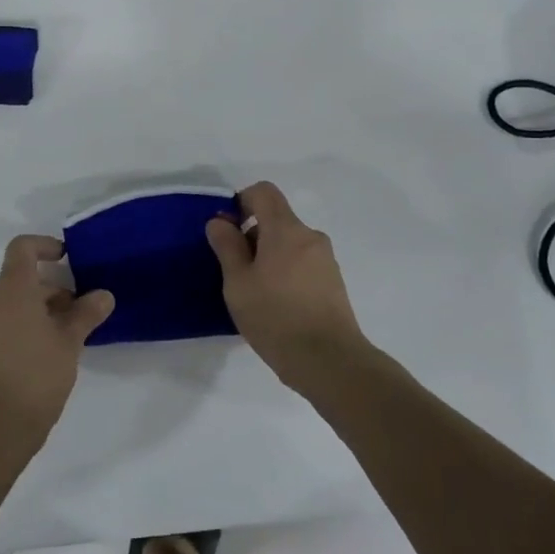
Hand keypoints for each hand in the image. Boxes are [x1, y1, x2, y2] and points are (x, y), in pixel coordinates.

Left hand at [0, 235, 113, 449]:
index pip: (22, 248)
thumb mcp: (69, 344)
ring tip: (53, 342)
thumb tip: (103, 295)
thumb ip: (85, 314)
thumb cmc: (34, 377)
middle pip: (16, 281)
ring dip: (27, 314)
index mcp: (11, 288)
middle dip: (45, 291)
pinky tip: (27, 363)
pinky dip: (9, 333)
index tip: (65, 259)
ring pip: (3, 307)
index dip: (44, 246)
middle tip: (72, 316)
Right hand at [207, 182, 367, 391]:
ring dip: (269, 256)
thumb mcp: (238, 283)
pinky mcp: (334, 282)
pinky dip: (286, 271)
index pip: (263, 192)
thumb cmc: (276, 317)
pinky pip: (303, 263)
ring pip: (290, 243)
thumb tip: (220, 221)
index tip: (228, 230)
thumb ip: (227, 246)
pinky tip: (277, 305)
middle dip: (253, 235)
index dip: (241, 201)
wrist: (329, 361)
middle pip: (277, 218)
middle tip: (236, 271)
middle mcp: (310, 236)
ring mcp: (326, 260)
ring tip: (256, 293)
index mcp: (286, 229)